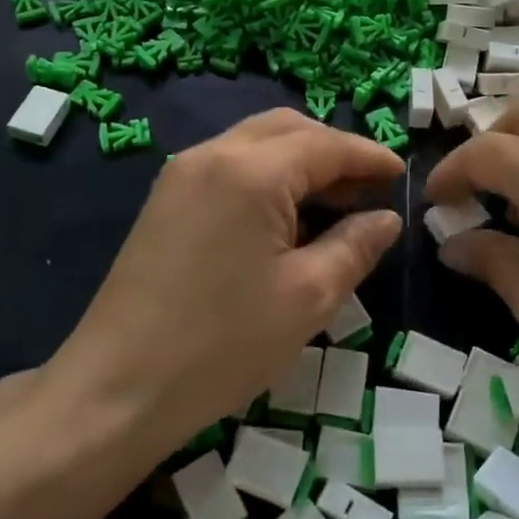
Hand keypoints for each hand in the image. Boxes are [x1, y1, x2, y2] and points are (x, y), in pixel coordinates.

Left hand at [49, 109, 402, 465]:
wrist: (116, 389)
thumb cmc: (223, 344)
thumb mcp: (308, 297)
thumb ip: (355, 247)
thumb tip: (385, 219)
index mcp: (251, 170)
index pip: (325, 144)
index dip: (369, 157)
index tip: (402, 175)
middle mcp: (213, 154)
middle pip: (288, 129)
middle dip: (334, 151)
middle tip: (368, 190)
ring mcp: (182, 174)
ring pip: (257, 143)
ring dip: (301, 162)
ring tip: (335, 204)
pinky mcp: (166, 199)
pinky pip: (230, 166)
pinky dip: (268, 177)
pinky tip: (286, 218)